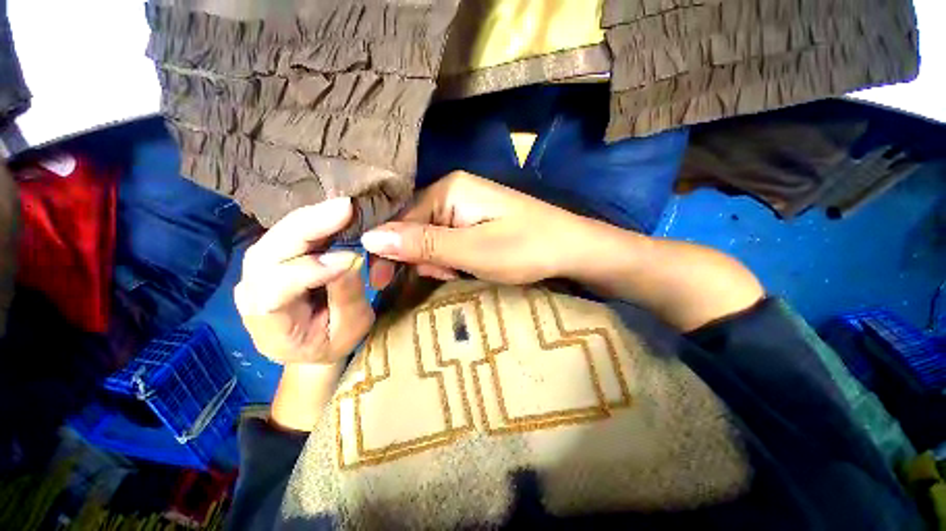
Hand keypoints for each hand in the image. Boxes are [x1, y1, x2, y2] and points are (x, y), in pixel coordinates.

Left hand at [235, 198, 373, 363]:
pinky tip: (331, 213)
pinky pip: (285, 235)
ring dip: (310, 218)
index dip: (311, 270)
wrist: (310, 345)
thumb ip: (346, 297)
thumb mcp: (349, 329)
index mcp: (270, 325)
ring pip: (275, 237)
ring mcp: (256, 275)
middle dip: (307, 227)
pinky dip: (310, 221)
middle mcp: (252, 294)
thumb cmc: (332, 342)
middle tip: (345, 208)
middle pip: (269, 253)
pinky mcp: (269, 261)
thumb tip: (350, 258)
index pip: (277, 289)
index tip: (351, 259)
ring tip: (341, 207)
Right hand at [361, 171, 594, 287]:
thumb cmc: (525, 248)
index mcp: (448, 189)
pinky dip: (451, 259)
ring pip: (431, 238)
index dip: (389, 250)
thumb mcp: (471, 251)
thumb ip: (423, 244)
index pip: (401, 219)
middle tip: (443, 275)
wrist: (572, 249)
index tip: (380, 282)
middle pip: (415, 228)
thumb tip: (370, 237)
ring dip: (437, 261)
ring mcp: (466, 207)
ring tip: (457, 273)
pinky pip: (449, 241)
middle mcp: (453, 192)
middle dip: (421, 257)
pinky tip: (463, 268)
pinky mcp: (476, 222)